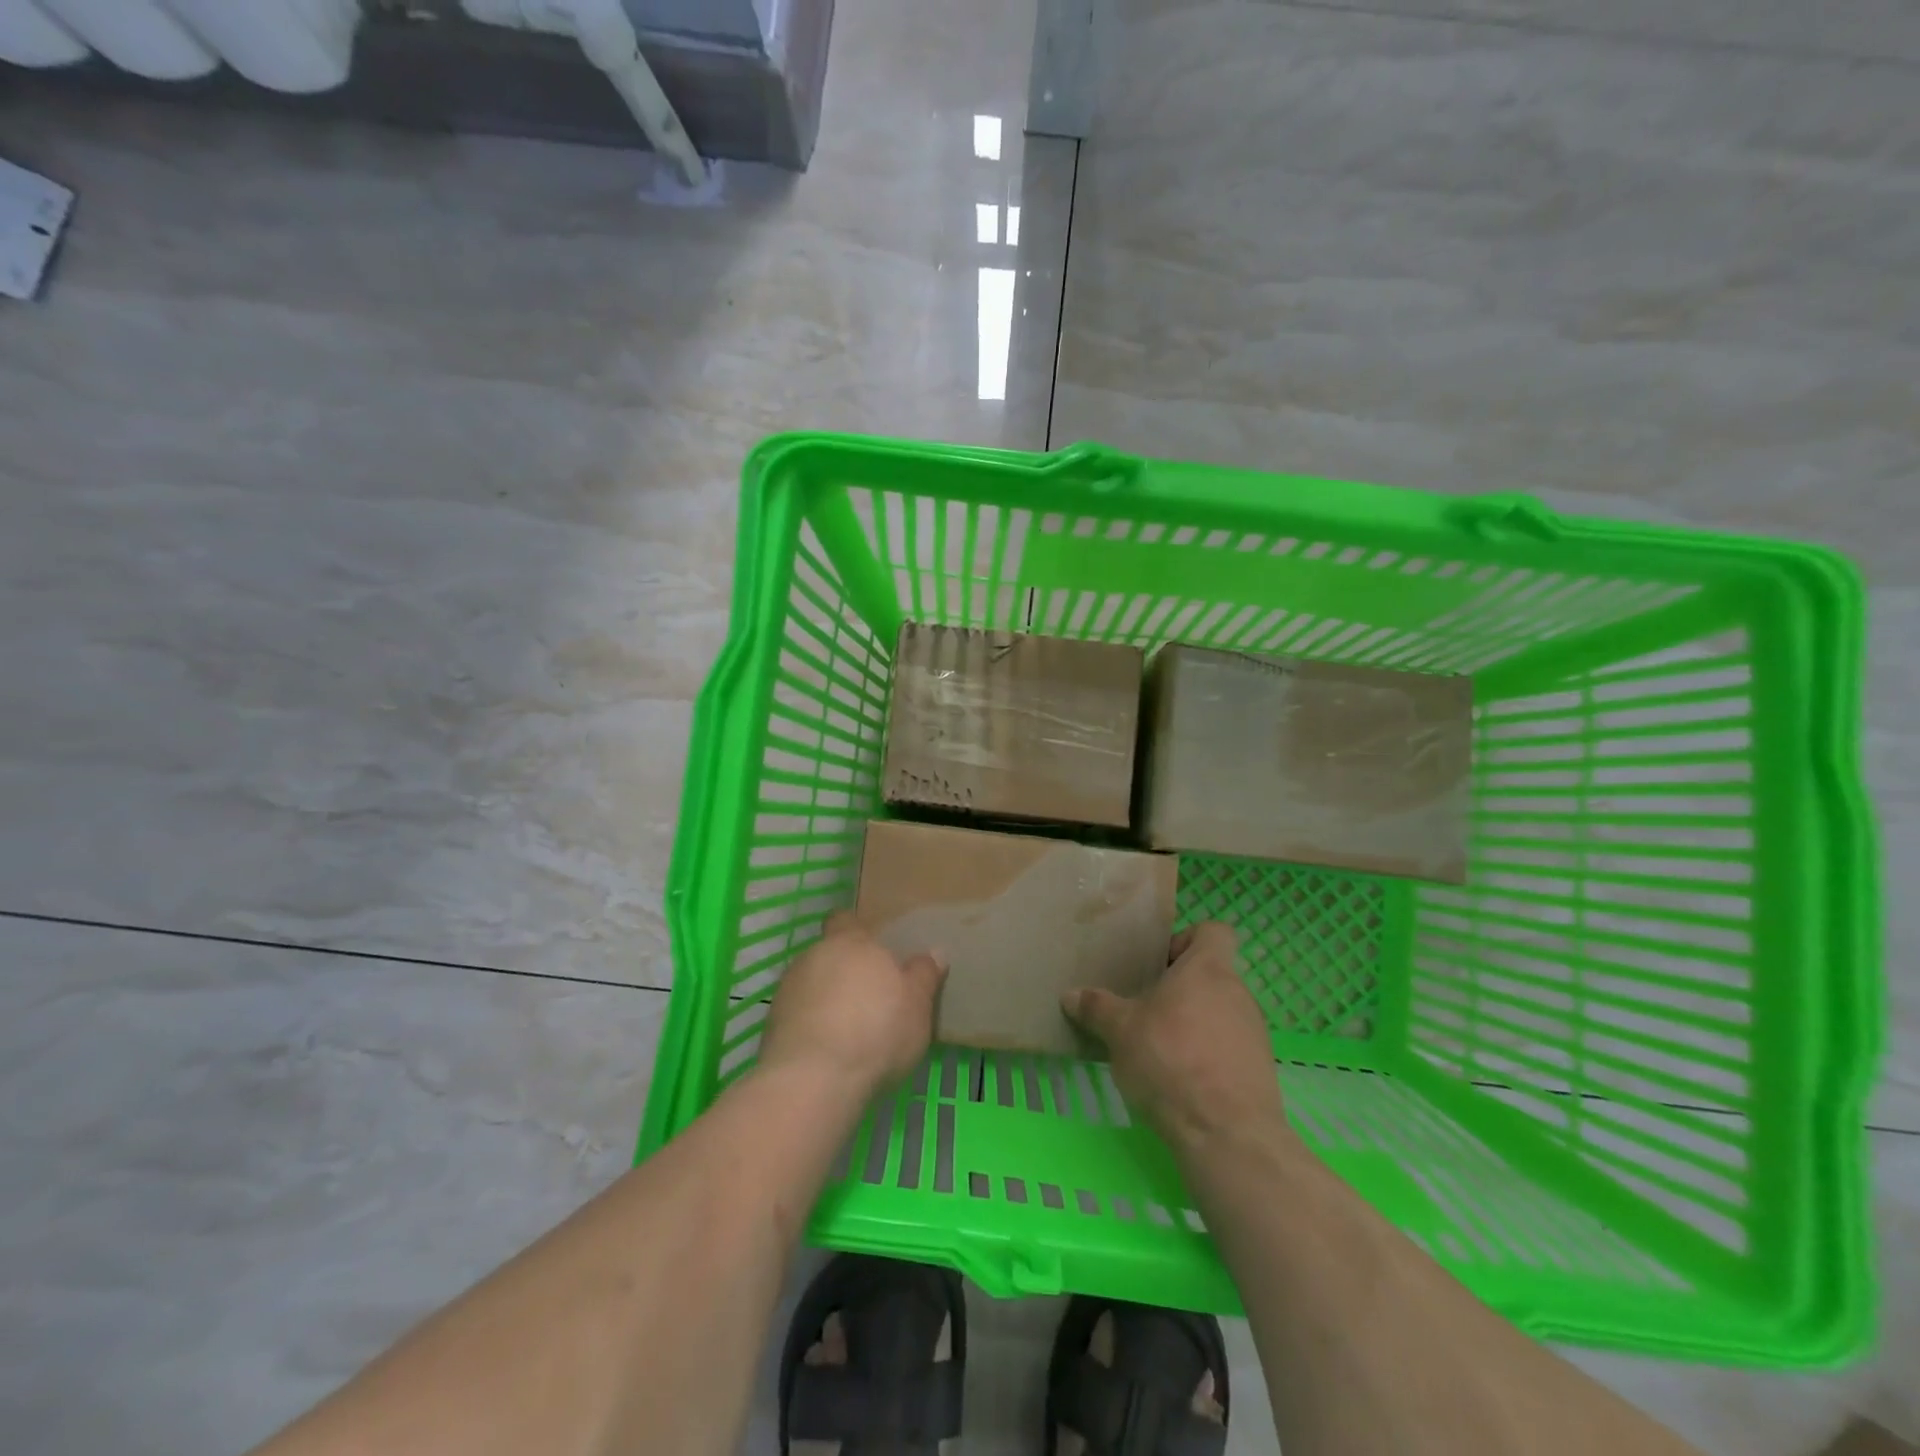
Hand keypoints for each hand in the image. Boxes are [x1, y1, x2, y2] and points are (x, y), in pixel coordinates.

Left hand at [758, 912, 945, 1098]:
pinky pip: (798, 1014)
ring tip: (848, 1029)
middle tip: (869, 998)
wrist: (813, 1079)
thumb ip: (924, 975)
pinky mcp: (772, 1023)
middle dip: (844, 971)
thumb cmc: (876, 1031)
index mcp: (851, 942)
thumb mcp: (917, 1004)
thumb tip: (935, 952)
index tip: (870, 951)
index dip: (855, 931)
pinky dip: (811, 1025)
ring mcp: (788, 988)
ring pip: (811, 984)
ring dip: (826, 999)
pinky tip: (828, 1050)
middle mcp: (815, 955)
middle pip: (829, 954)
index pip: (845, 919)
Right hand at [1062, 922, 1284, 1149]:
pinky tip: (1180, 1079)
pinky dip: (1208, 1055)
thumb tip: (1070, 995)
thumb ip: (1097, 1008)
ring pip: (1220, 1012)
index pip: (1213, 931)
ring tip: (1159, 1048)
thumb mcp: (1121, 1031)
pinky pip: (1229, 1047)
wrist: (1227, 1133)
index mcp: (1208, 969)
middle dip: (1179, 989)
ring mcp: (1254, 1032)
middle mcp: (1238, 993)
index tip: (1159, 965)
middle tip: (1145, 1009)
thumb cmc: (1171, 1060)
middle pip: (1211, 975)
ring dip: (1193, 1023)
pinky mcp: (1260, 1070)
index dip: (1186, 940)